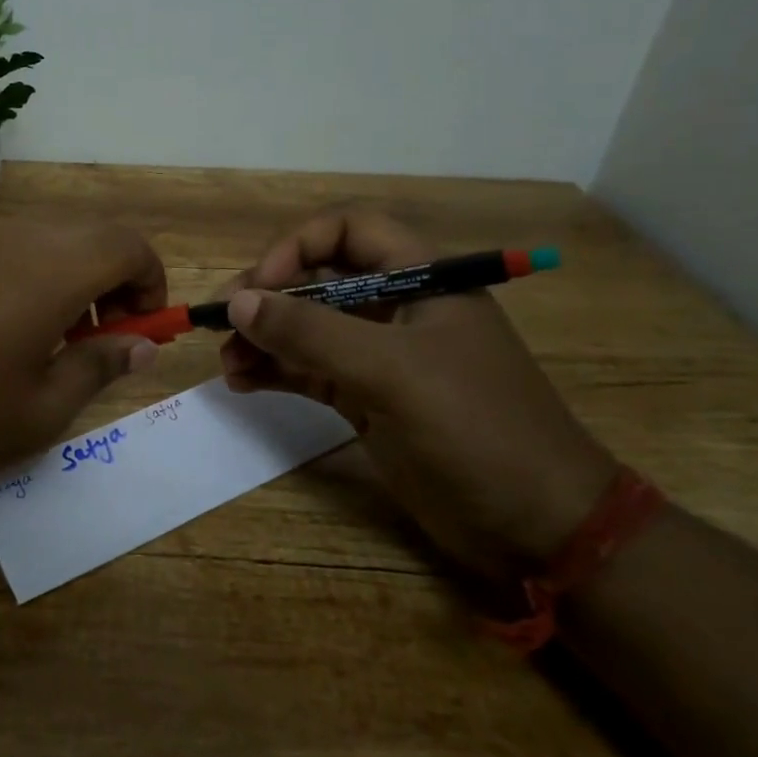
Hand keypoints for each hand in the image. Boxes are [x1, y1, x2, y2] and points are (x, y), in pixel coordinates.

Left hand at [0, 218, 165, 492]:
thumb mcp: (43, 409)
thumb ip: (101, 366)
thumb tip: (141, 346)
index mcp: (51, 270)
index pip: (128, 244)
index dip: (149, 280)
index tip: (140, 327)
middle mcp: (11, 237)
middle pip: (86, 235)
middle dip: (110, 279)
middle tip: (97, 337)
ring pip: (39, 238)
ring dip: (64, 275)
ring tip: (42, 337)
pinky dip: (19, 274)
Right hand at [221, 206, 615, 577]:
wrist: (536, 525)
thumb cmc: (475, 428)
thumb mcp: (391, 372)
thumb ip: (311, 333)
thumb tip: (238, 303)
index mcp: (421, 279)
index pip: (349, 231)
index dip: (298, 246)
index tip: (259, 286)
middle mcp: (396, 308)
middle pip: (318, 279)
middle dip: (267, 298)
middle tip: (221, 324)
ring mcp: (380, 356)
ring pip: (307, 328)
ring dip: (263, 339)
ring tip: (226, 363)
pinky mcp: (367, 399)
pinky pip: (309, 370)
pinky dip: (274, 371)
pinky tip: (243, 382)